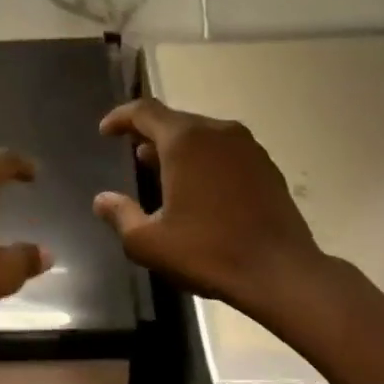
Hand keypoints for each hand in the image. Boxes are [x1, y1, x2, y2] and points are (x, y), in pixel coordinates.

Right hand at [93, 99, 325, 315]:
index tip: (106, 131)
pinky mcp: (266, 166)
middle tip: (132, 155)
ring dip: (178, 148)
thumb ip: (120, 215)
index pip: (145, 111)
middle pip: (174, 121)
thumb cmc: (208, 252)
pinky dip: (204, 160)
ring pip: (202, 135)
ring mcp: (247, 147)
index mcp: (185, 141)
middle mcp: (217, 132)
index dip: (121, 117)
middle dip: (149, 134)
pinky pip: (224, 151)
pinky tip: (198, 189)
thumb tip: (102, 200)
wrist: (280, 272)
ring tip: (161, 172)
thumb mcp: (148, 242)